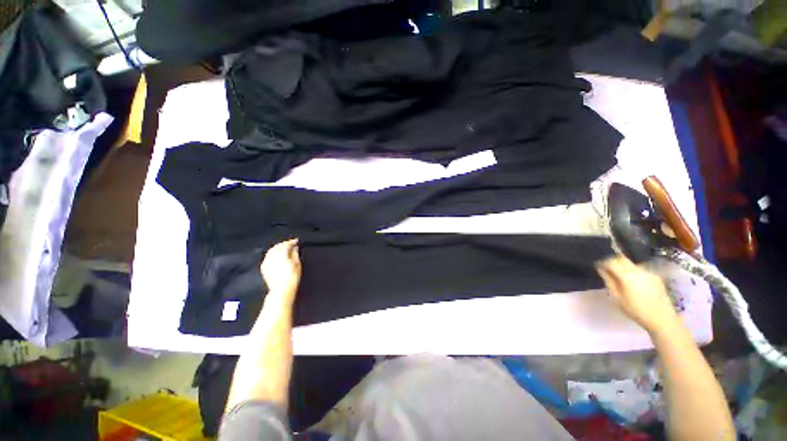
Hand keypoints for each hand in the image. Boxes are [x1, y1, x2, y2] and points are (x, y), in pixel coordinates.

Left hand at [260, 239, 301, 301]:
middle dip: (284, 244)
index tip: (296, 241)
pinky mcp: (264, 267)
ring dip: (277, 248)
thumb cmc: (292, 277)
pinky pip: (267, 256)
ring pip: (271, 251)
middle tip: (290, 244)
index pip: (286, 244)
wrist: (282, 290)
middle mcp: (272, 256)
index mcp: (282, 254)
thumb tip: (295, 248)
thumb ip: (295, 254)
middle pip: (277, 246)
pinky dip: (272, 254)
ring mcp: (267, 262)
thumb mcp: (297, 264)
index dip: (292, 242)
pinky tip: (276, 256)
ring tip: (283, 248)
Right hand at [596, 255, 679, 334]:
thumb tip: (601, 269)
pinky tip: (633, 281)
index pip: (610, 261)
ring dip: (622, 265)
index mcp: (627, 275)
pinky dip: (632, 271)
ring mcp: (648, 272)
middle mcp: (638, 269)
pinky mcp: (655, 276)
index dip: (602, 261)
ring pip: (631, 263)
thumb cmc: (636, 310)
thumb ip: (608, 280)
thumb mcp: (617, 297)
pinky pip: (640, 269)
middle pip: (621, 258)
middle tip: (606, 267)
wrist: (662, 319)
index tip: (597, 265)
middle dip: (612, 260)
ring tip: (619, 274)